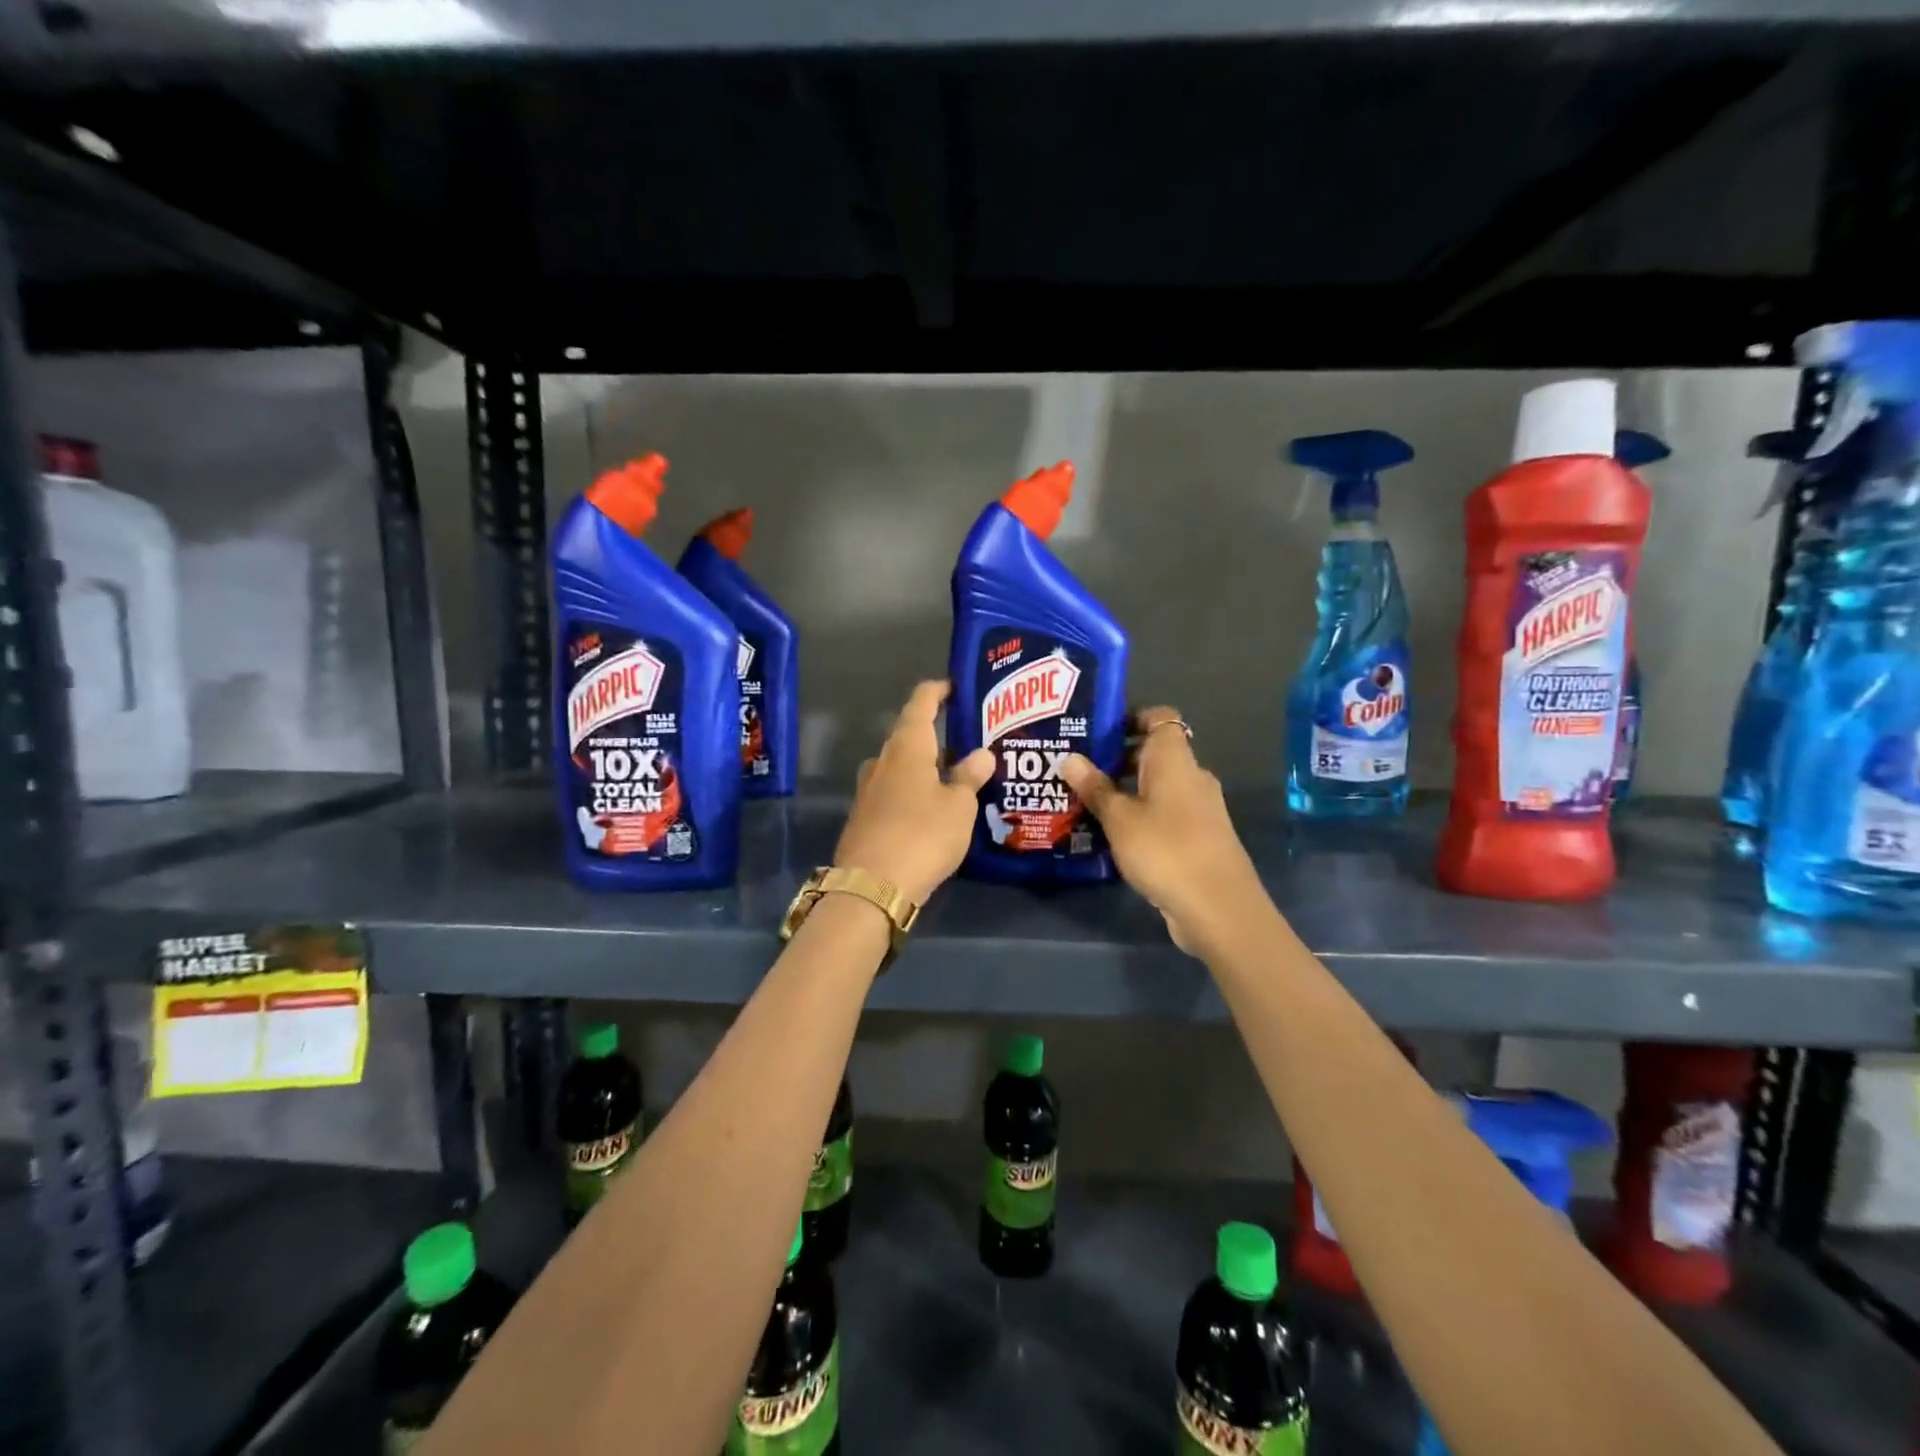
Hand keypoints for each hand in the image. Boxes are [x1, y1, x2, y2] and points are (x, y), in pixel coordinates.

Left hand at [834, 680, 994, 904]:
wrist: (872, 886)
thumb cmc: (923, 834)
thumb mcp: (959, 806)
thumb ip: (970, 776)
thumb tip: (982, 753)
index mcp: (907, 746)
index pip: (921, 703)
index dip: (938, 691)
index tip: (955, 686)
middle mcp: (883, 760)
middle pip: (910, 735)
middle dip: (937, 734)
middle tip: (969, 740)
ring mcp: (868, 788)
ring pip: (901, 765)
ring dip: (925, 766)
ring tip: (955, 776)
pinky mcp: (864, 816)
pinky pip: (893, 791)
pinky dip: (914, 790)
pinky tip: (932, 807)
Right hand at [1058, 707, 1263, 955]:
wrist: (1218, 907)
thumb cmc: (1165, 849)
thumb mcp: (1119, 818)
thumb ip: (1094, 787)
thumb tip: (1069, 757)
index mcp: (1174, 759)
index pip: (1160, 718)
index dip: (1130, 719)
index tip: (1096, 732)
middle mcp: (1191, 776)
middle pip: (1153, 754)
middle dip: (1116, 759)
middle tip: (1076, 769)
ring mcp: (1198, 808)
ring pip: (1156, 786)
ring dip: (1125, 791)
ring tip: (1084, 802)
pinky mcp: (1198, 836)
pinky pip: (1163, 813)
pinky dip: (1139, 815)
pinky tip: (1110, 834)